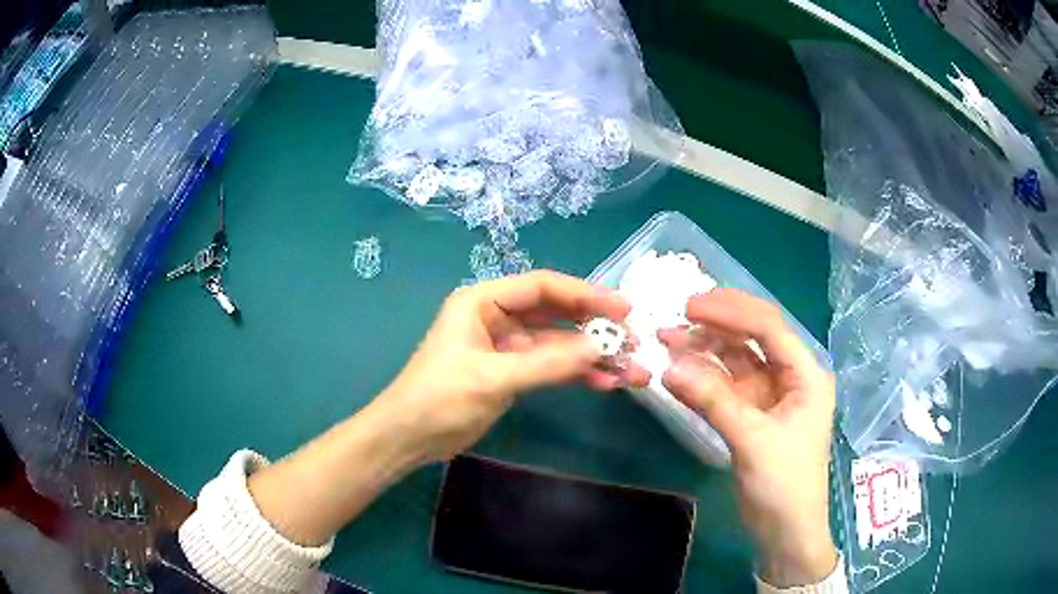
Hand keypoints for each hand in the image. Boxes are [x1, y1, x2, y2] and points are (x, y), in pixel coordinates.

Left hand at [248, 271, 646, 546]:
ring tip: (630, 369)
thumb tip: (600, 347)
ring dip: (591, 355)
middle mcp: (496, 316)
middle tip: (634, 340)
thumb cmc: (439, 399)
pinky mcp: (511, 372)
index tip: (622, 308)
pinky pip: (550, 366)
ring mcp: (506, 346)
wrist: (409, 438)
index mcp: (482, 301)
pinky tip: (605, 382)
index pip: (541, 287)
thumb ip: (547, 363)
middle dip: (594, 327)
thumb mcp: (493, 378)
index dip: (584, 293)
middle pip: (555, 313)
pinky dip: (576, 373)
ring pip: (557, 343)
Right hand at [659, 289, 836, 587]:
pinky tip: (678, 372)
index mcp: (805, 374)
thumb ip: (713, 401)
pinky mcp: (752, 417)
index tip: (690, 307)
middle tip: (676, 318)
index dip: (731, 313)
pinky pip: (725, 388)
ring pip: (736, 362)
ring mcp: (769, 397)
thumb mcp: (752, 440)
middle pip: (752, 339)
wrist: (785, 532)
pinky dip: (703, 380)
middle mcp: (790, 377)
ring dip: (704, 351)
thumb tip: (667, 368)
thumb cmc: (784, 484)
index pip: (768, 329)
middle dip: (716, 326)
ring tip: (667, 342)